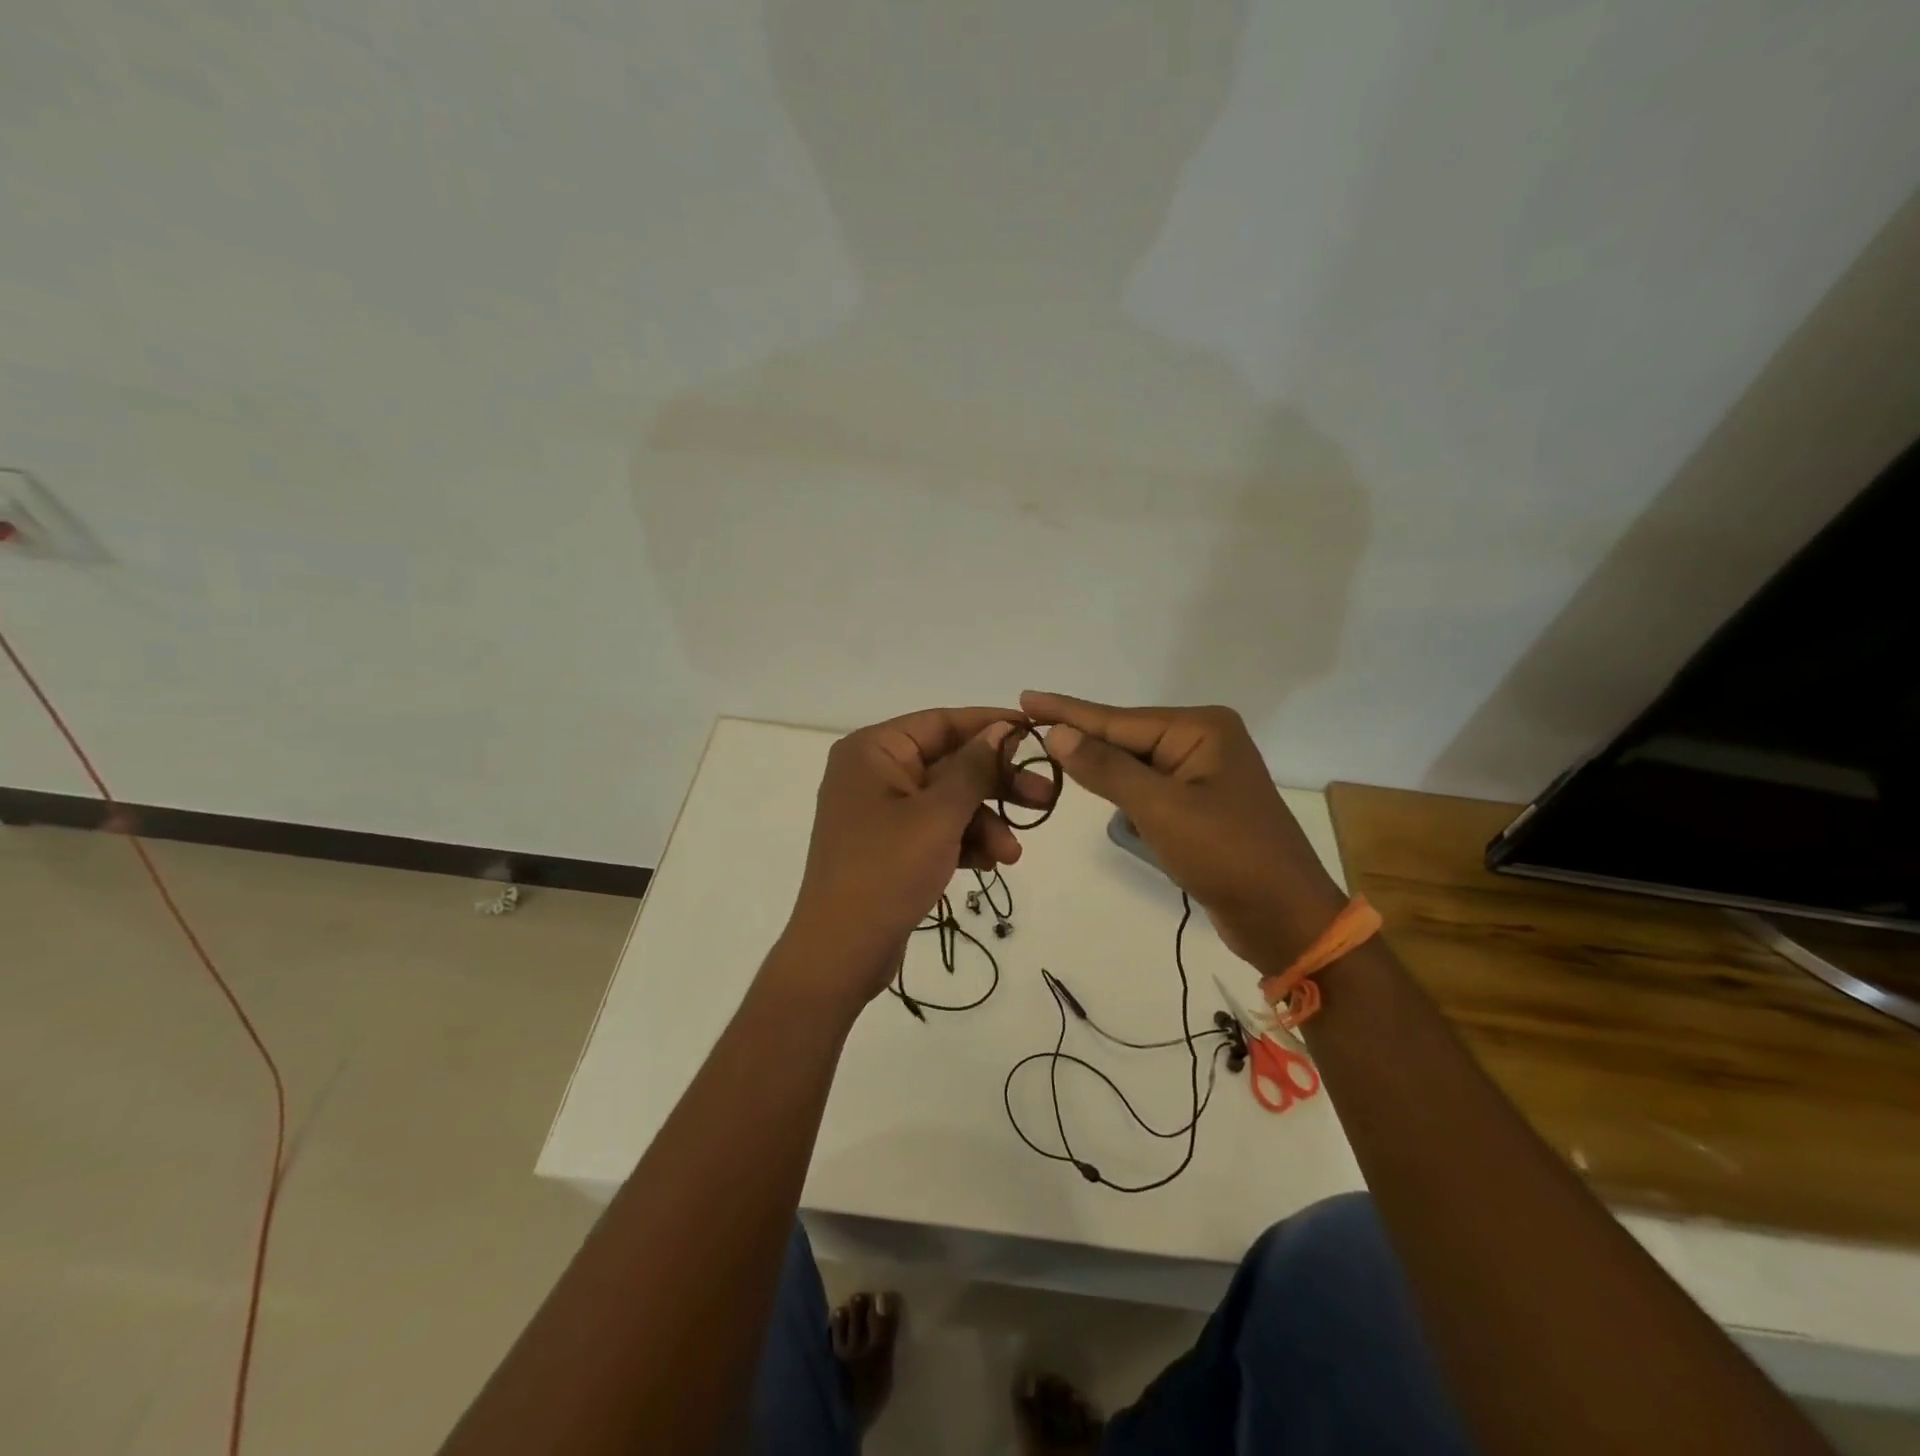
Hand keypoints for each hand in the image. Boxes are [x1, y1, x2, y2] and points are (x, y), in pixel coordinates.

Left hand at [781, 708, 1050, 1002]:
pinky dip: (963, 842)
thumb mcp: (938, 815)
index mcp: (873, 751)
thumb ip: (974, 768)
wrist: (841, 952)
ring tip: (1012, 854)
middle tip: (1044, 796)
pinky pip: (935, 830)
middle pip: (949, 763)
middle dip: (996, 784)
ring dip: (984, 823)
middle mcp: (874, 773)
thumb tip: (1000, 729)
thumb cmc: (887, 871)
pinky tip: (988, 864)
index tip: (1035, 732)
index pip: (941, 722)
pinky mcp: (889, 846)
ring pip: (947, 801)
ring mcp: (880, 812)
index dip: (990, 725)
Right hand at [1021, 692, 1344, 970]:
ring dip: (1100, 771)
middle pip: (1125, 738)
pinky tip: (1096, 791)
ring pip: (1134, 765)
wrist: (1286, 919)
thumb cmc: (1226, 855)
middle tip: (1026, 730)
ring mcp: (1203, 774)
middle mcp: (1203, 741)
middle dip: (1081, 741)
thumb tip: (1057, 732)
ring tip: (1052, 758)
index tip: (1024, 697)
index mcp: (1201, 729)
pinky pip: (1148, 789)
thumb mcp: (1160, 809)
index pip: (1118, 719)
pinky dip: (1122, 794)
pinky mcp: (1199, 805)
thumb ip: (1106, 768)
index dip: (1067, 711)